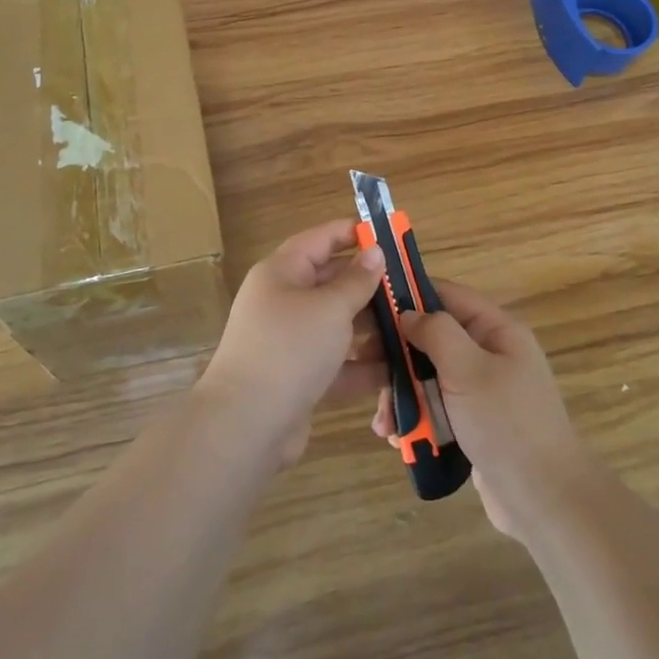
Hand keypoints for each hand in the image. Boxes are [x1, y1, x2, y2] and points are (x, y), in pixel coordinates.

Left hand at [199, 221, 386, 466]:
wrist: (246, 425)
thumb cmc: (290, 349)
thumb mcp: (330, 308)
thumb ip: (357, 280)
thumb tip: (374, 252)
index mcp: (282, 272)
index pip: (321, 239)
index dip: (353, 233)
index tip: (389, 235)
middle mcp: (283, 301)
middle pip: (331, 282)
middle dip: (370, 286)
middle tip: (409, 288)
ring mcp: (289, 341)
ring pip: (337, 324)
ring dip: (371, 328)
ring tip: (411, 329)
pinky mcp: (298, 377)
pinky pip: (336, 362)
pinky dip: (362, 365)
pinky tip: (396, 370)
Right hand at [371, 281, 587, 540]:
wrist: (545, 502)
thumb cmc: (506, 424)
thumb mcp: (468, 369)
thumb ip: (436, 332)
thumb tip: (407, 313)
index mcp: (497, 331)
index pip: (448, 295)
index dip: (411, 295)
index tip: (371, 308)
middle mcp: (490, 354)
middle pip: (434, 339)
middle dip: (400, 358)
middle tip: (370, 375)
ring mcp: (482, 391)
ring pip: (430, 377)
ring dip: (403, 395)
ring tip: (384, 423)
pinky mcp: (473, 424)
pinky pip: (436, 409)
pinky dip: (416, 419)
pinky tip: (398, 438)